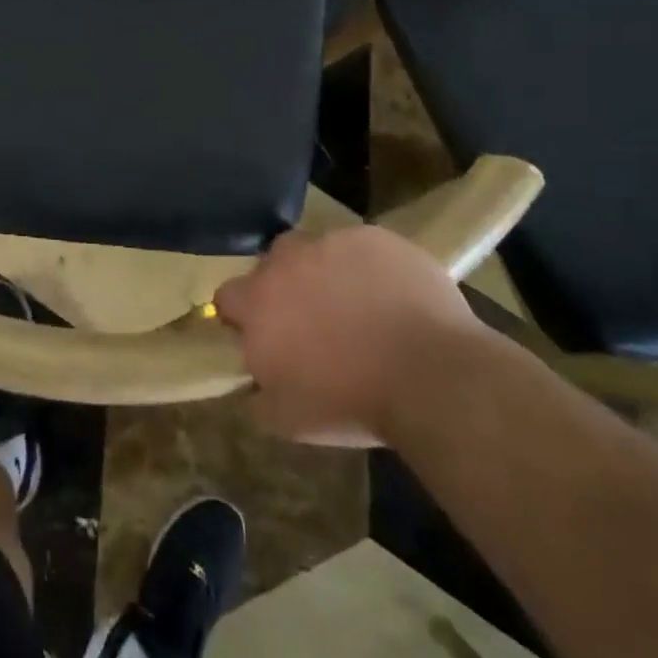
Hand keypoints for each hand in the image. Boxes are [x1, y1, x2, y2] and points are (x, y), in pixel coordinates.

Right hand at [214, 226, 478, 446]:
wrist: (430, 376)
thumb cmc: (351, 403)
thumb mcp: (288, 419)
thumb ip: (258, 395)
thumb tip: (253, 385)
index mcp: (259, 302)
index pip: (227, 295)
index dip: (241, 314)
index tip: (262, 333)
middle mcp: (288, 262)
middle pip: (273, 263)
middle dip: (285, 284)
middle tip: (312, 318)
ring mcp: (334, 243)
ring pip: (319, 250)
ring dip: (326, 271)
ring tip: (357, 305)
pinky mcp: (377, 238)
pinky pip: (363, 247)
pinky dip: (369, 267)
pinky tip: (391, 296)